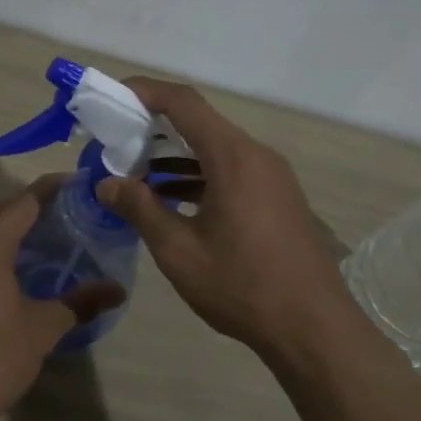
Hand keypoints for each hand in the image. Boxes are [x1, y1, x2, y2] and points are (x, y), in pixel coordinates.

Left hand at [0, 178, 124, 420]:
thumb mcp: (43, 329)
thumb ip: (80, 302)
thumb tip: (118, 290)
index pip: (23, 203)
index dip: (52, 190)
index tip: (79, 184)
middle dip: (32, 207)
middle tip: (69, 210)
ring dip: (11, 228)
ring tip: (47, 235)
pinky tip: (16, 266)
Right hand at [99, 78, 358, 358]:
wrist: (314, 329)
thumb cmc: (242, 286)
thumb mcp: (179, 250)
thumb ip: (140, 209)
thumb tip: (106, 184)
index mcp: (233, 157)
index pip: (184, 103)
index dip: (145, 91)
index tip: (113, 96)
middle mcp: (256, 155)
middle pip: (199, 122)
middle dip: (154, 126)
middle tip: (116, 141)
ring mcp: (271, 176)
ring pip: (214, 149)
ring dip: (174, 155)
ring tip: (135, 174)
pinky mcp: (276, 197)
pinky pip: (230, 170)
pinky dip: (197, 175)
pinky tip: (171, 200)